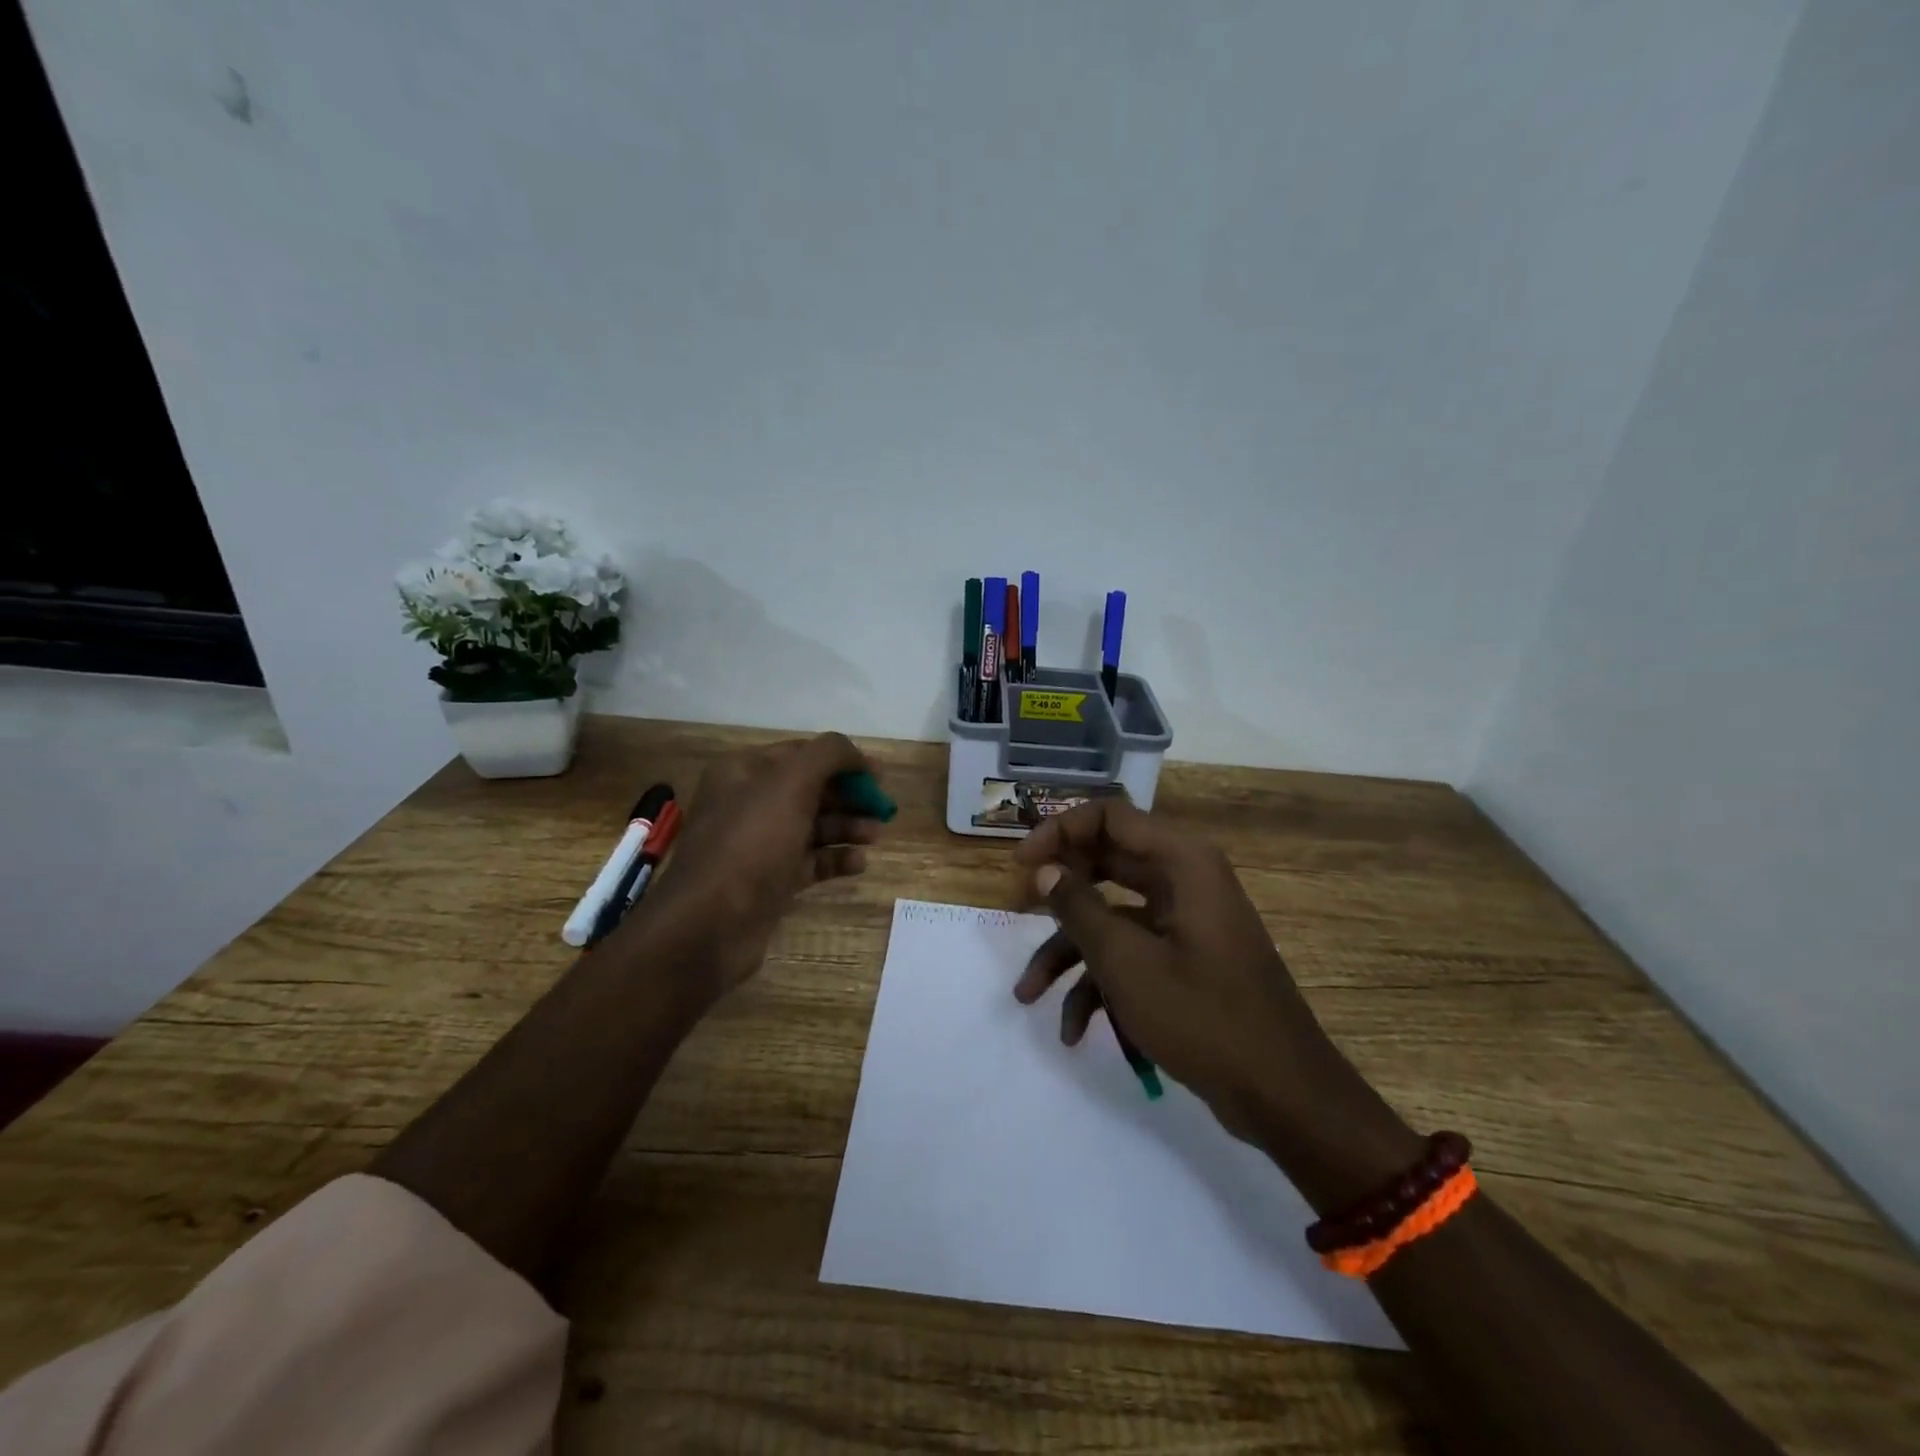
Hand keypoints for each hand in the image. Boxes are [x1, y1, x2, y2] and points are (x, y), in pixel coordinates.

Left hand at [626, 733, 882, 1006]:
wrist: (709, 925)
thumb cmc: (751, 843)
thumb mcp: (791, 783)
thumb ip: (829, 755)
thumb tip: (856, 755)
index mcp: (744, 772)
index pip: (802, 753)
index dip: (844, 761)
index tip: (880, 776)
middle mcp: (748, 803)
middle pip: (811, 790)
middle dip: (849, 797)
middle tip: (883, 809)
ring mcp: (758, 845)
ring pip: (812, 827)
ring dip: (847, 827)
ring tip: (875, 836)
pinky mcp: (768, 881)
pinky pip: (809, 862)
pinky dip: (835, 859)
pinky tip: (858, 863)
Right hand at [1011, 798, 1419, 1205]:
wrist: (1284, 1096)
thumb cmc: (1203, 1017)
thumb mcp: (1126, 961)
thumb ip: (1078, 908)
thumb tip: (1044, 869)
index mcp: (1181, 862)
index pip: (1108, 816)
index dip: (1058, 831)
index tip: (1021, 866)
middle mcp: (1184, 880)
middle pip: (1105, 864)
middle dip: (1058, 894)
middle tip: (1016, 912)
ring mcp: (1185, 922)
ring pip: (1111, 917)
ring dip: (1069, 954)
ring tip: (1028, 996)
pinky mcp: (1185, 959)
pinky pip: (1132, 953)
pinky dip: (1100, 984)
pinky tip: (1075, 1032)